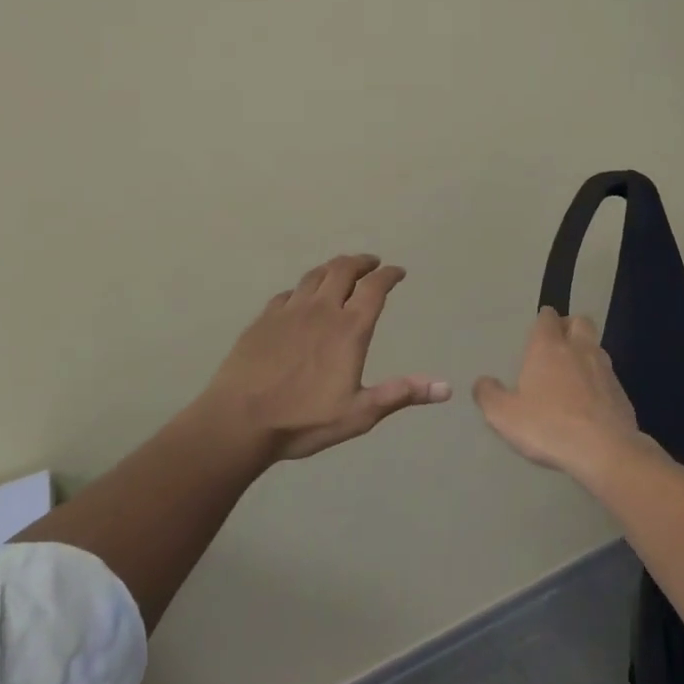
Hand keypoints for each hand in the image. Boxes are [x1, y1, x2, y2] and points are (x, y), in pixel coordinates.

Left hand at [199, 253, 450, 461]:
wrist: (238, 422)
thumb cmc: (303, 420)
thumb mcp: (359, 413)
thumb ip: (401, 394)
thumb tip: (446, 388)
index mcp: (349, 328)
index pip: (375, 288)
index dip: (389, 275)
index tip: (398, 272)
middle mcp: (322, 309)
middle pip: (344, 269)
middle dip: (362, 261)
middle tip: (372, 263)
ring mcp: (289, 311)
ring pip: (315, 275)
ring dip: (333, 267)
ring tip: (341, 270)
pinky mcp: (263, 319)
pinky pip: (288, 293)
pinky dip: (303, 289)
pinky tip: (301, 297)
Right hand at [474, 308, 652, 477]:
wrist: (604, 451)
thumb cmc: (548, 426)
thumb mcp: (504, 416)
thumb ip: (489, 395)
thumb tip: (482, 382)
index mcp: (548, 347)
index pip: (547, 317)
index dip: (543, 320)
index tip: (538, 331)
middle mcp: (579, 349)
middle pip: (580, 322)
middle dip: (569, 326)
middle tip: (558, 345)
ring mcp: (605, 369)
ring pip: (596, 347)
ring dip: (585, 353)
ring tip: (572, 374)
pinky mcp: (621, 392)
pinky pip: (607, 377)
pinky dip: (598, 381)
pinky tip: (589, 403)